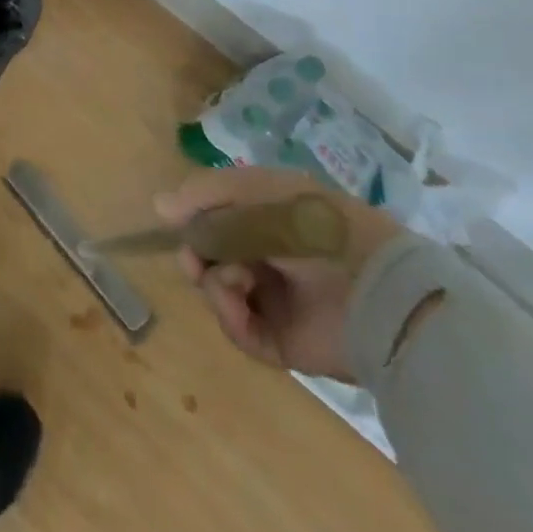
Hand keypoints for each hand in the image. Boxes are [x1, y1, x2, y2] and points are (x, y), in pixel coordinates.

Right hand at [154, 166, 401, 380]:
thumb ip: (204, 194)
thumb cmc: (313, 225)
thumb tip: (158, 206)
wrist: (374, 290)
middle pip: (211, 256)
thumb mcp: (256, 190)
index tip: (177, 222)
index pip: (217, 217)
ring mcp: (275, 301)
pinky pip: (239, 330)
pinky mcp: (281, 341)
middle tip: (195, 259)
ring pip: (219, 292)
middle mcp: (268, 257)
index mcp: (268, 218)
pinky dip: (230, 316)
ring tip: (235, 280)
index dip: (194, 220)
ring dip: (215, 283)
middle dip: (197, 255)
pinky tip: (237, 302)